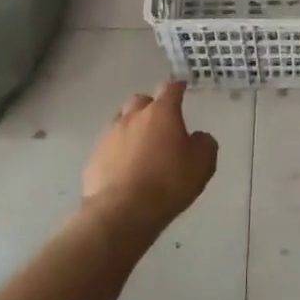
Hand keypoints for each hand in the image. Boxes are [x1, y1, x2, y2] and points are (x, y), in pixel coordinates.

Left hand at [82, 80, 218, 238]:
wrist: (121, 211)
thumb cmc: (168, 183)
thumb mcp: (202, 164)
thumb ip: (204, 144)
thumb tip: (198, 137)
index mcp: (161, 113)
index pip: (170, 89)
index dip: (177, 87)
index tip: (182, 88)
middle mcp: (133, 116)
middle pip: (141, 101)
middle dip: (151, 107)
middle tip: (161, 122)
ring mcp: (110, 135)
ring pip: (122, 120)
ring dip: (132, 127)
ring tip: (141, 145)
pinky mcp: (94, 156)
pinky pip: (109, 145)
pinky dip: (118, 150)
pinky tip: (125, 167)